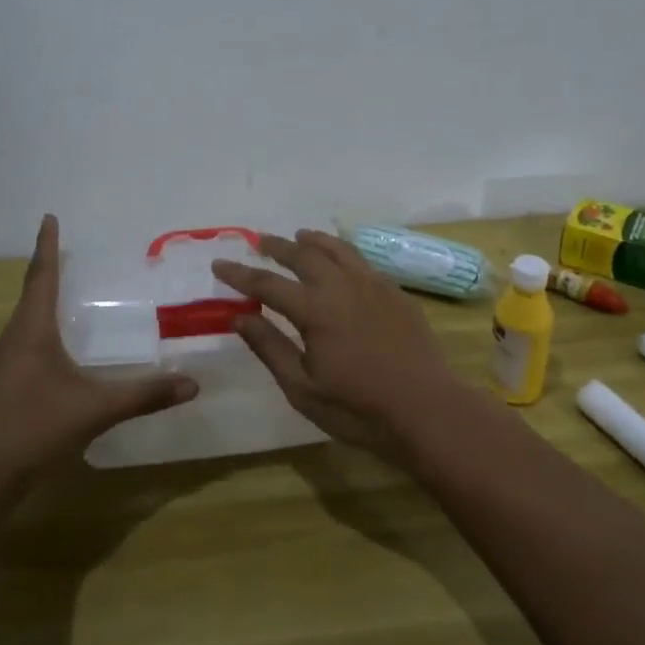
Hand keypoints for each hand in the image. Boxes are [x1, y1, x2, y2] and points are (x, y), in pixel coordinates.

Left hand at [0, 215, 197, 508]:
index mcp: (31, 331)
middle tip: (69, 256)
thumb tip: (192, 383)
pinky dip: (39, 335)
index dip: (47, 245)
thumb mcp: (94, 410)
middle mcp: (11, 340)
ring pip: (24, 324)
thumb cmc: (32, 429)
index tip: (48, 217)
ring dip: (42, 306)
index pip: (41, 276)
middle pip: (30, 296)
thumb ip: (144, 395)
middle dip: (48, 274)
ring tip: (66, 299)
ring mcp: (0, 367)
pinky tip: (54, 355)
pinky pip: (21, 347)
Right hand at [211, 230, 470, 462]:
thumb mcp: (302, 388)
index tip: (219, 265)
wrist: (425, 409)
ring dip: (314, 240)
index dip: (240, 274)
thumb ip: (269, 347)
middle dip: (277, 247)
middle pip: (303, 255)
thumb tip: (239, 316)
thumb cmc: (357, 408)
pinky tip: (342, 260)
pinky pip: (363, 261)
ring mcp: (373, 285)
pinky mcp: (395, 292)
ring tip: (300, 235)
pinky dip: (343, 252)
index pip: (267, 284)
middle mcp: (342, 286)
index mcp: (315, 310)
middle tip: (260, 241)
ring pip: (338, 249)